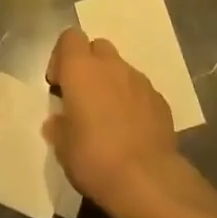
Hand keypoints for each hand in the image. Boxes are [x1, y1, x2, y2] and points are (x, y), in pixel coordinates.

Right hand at [44, 28, 192, 217]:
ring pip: (120, 69)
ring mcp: (139, 80)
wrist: (148, 180)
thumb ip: (58, 127)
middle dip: (89, 66)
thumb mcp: (63, 149)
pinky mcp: (159, 99)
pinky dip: (132, 102)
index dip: (61, 57)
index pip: (69, 37)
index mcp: (81, 68)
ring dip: (111, 84)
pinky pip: (140, 91)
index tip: (59, 85)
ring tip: (108, 118)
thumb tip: (57, 121)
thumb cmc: (95, 158)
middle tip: (83, 98)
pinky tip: (130, 131)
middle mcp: (111, 65)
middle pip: (97, 48)